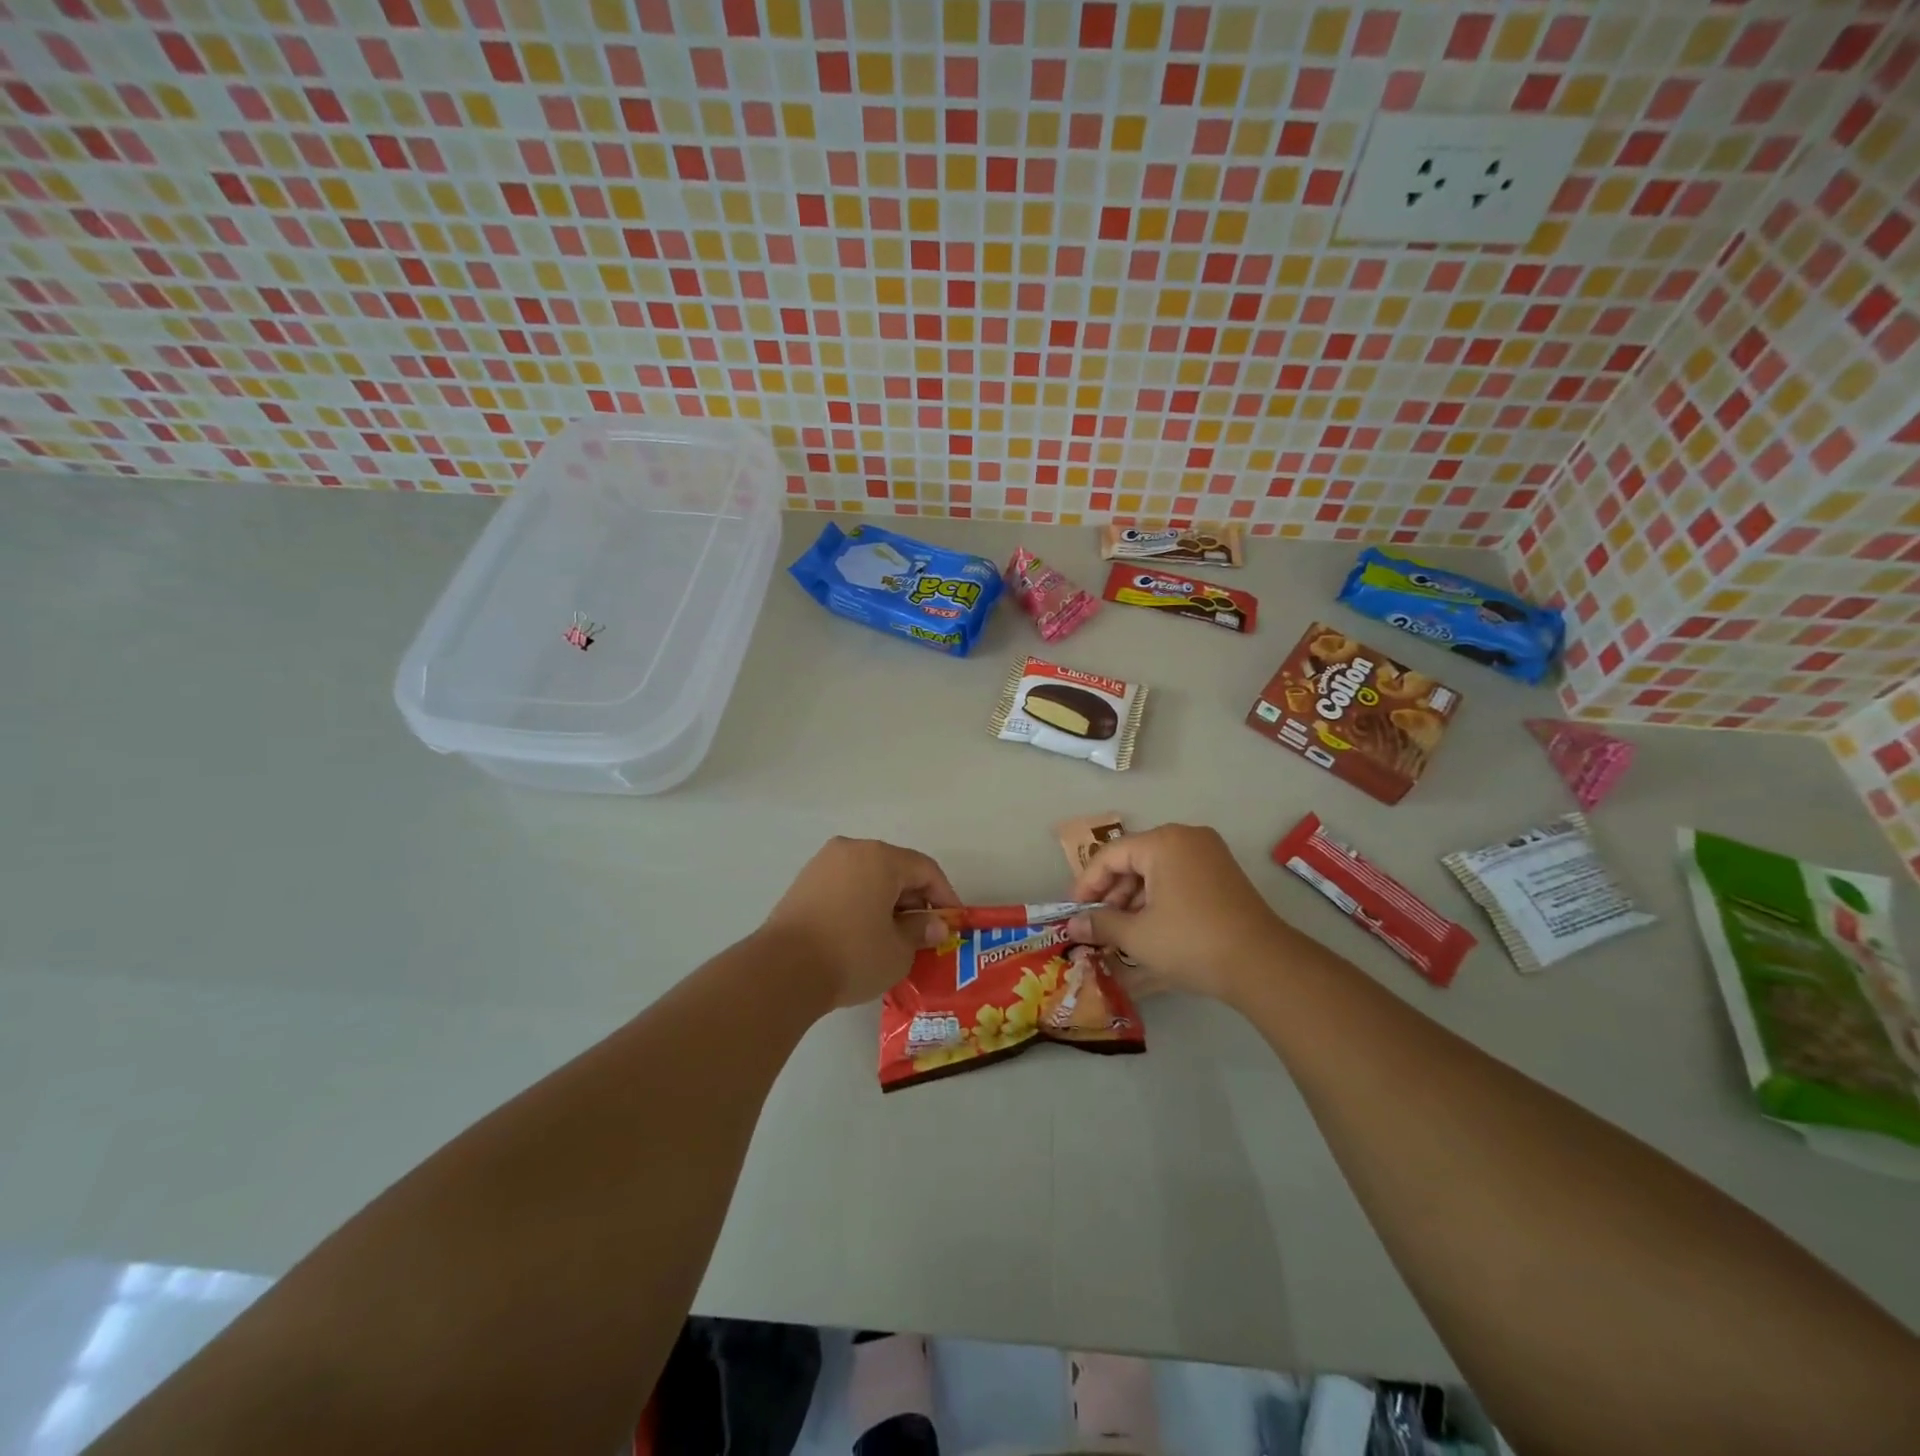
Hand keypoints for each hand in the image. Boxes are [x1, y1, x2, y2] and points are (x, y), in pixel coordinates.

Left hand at [761, 837, 960, 1008]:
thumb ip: (921, 931)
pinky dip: (860, 903)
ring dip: (886, 902)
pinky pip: (845, 886)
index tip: (952, 924)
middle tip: (924, 933)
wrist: (782, 971)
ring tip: (893, 937)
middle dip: (914, 900)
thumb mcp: (898, 949)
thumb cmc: (852, 955)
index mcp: (881, 858)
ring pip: (868, 877)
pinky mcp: (803, 883)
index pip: (925, 870)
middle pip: (895, 869)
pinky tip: (862, 934)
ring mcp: (823, 864)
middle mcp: (852, 849)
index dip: (944, 896)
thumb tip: (935, 925)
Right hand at [1065, 824, 1295, 1001]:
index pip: (1111, 855)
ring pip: (1156, 869)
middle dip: (1112, 892)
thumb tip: (1073, 925)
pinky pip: (1178, 876)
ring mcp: (1209, 854)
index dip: (1087, 883)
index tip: (1074, 910)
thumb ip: (1101, 924)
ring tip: (1120, 930)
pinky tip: (1149, 927)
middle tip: (1097, 923)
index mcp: (1163, 842)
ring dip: (1134, 898)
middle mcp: (1186, 837)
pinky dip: (1159, 897)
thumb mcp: (1138, 935)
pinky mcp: (1223, 874)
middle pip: (1134, 859)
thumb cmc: (1191, 942)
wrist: (1262, 964)